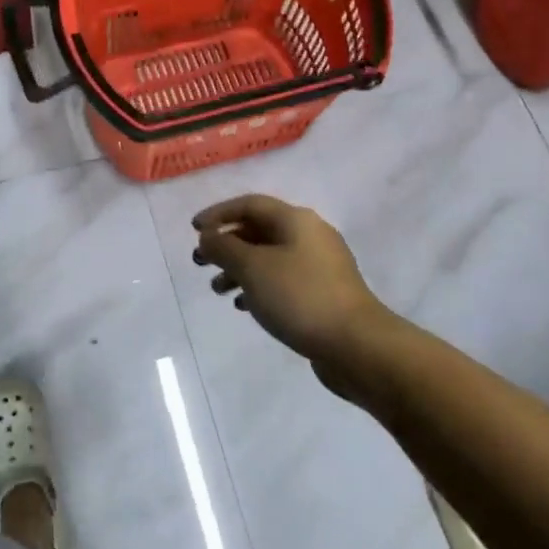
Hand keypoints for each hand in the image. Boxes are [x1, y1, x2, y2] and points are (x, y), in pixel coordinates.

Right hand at [191, 195, 389, 376]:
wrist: (355, 344)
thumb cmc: (299, 296)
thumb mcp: (252, 268)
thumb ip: (224, 248)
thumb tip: (209, 236)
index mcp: (296, 220)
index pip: (250, 204)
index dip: (218, 213)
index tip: (193, 229)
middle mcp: (310, 235)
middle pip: (260, 230)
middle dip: (227, 244)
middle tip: (200, 263)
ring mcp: (320, 265)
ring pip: (270, 257)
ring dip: (240, 268)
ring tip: (218, 290)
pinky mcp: (324, 292)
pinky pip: (283, 279)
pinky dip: (259, 286)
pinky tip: (244, 306)